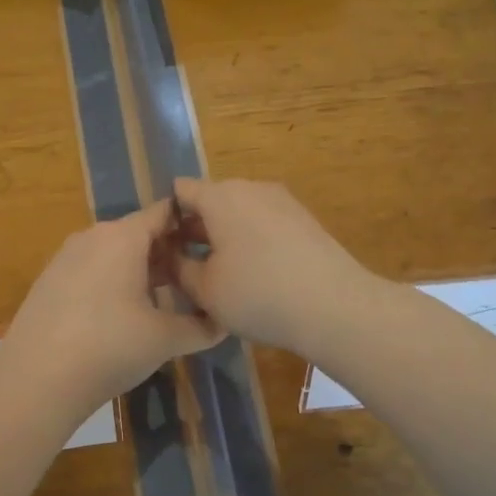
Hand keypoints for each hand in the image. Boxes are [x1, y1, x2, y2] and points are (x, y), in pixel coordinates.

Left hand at [0, 200, 221, 420]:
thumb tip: (224, 323)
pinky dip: (113, 283)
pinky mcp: (49, 281)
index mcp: (123, 236)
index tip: (213, 247)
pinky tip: (123, 317)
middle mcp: (92, 236)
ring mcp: (65, 258)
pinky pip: (92, 270)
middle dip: (168, 255)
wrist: (36, 379)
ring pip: (114, 253)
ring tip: (164, 303)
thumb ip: (201, 327)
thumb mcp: (165, 339)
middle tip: (196, 282)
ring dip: (141, 271)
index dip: (192, 226)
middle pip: (139, 234)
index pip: (165, 213)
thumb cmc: (110, 347)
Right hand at [170, 177, 374, 355]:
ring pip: (238, 213)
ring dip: (223, 237)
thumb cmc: (258, 295)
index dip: (165, 217)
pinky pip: (263, 223)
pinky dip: (250, 241)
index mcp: (220, 196)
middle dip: (194, 229)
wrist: (335, 307)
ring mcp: (282, 201)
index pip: (180, 191)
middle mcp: (251, 188)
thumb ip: (178, 268)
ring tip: (217, 274)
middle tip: (182, 266)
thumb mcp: (205, 289)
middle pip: (211, 201)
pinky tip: (253, 275)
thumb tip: (168, 256)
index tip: (160, 248)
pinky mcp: (304, 220)